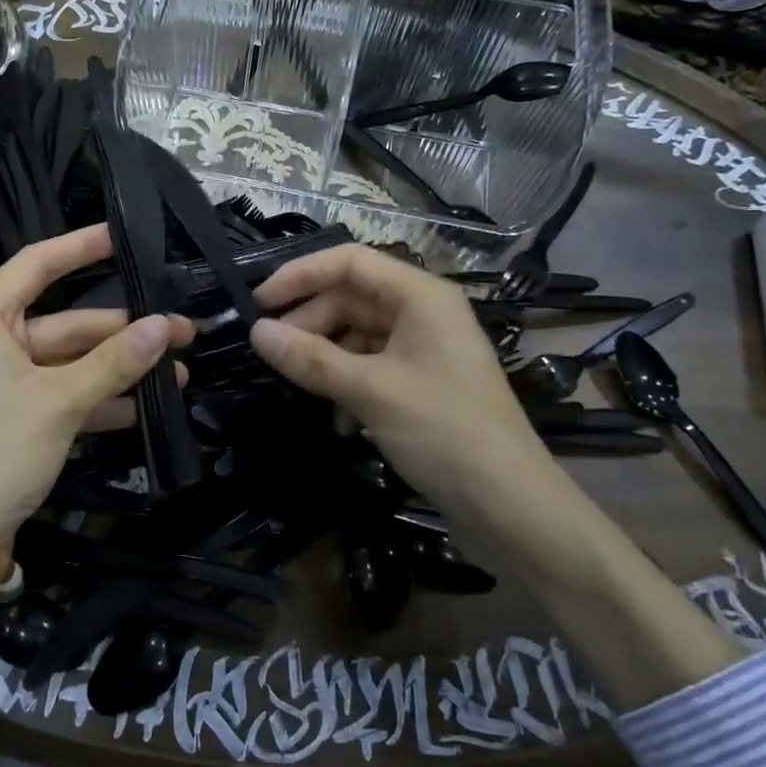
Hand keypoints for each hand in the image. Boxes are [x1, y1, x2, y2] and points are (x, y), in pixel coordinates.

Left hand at [0, 224, 193, 539]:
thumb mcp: (60, 401)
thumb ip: (114, 361)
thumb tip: (164, 325)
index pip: (37, 264)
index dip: (81, 246)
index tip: (124, 235)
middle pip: (67, 322)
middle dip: (124, 331)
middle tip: (182, 331)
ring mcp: (5, 380)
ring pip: (71, 361)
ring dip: (120, 369)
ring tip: (179, 372)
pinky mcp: (18, 414)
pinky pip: (65, 393)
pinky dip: (101, 400)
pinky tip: (147, 408)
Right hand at [248, 244, 557, 533]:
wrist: (509, 505)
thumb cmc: (443, 431)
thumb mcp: (370, 390)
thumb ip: (310, 358)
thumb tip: (256, 333)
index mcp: (420, 296)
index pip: (350, 262)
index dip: (300, 275)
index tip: (258, 303)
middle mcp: (422, 314)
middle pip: (351, 299)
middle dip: (309, 323)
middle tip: (270, 353)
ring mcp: (423, 351)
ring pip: (357, 336)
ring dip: (325, 359)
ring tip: (298, 387)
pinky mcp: (421, 386)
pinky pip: (370, 368)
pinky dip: (346, 386)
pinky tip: (338, 422)